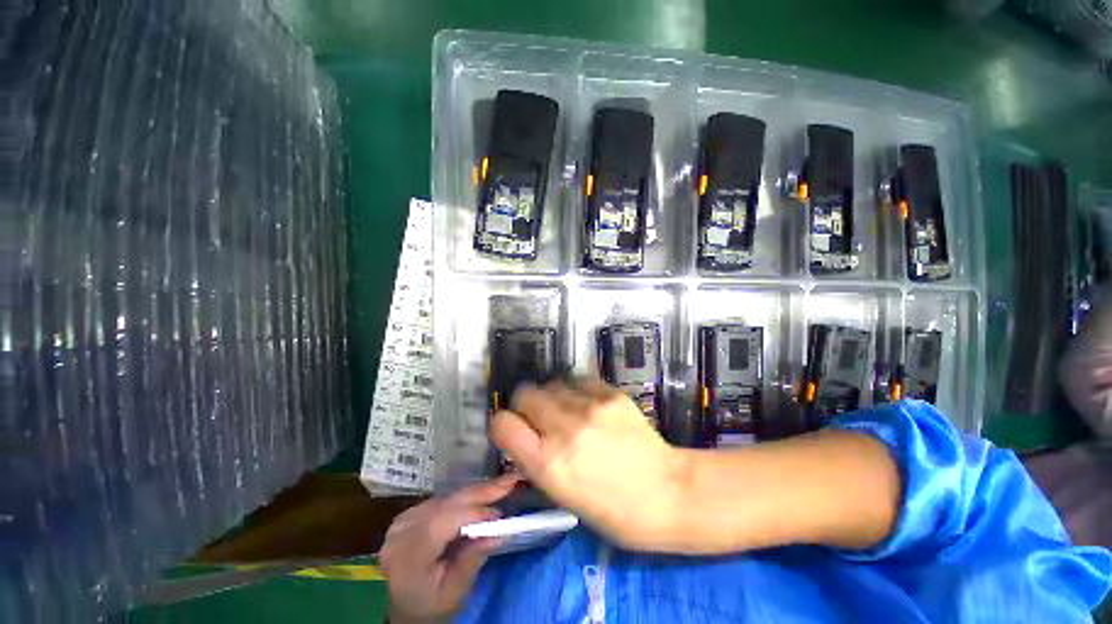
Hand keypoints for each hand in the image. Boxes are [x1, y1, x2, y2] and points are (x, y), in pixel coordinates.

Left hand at [380, 475, 518, 623]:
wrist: (402, 608)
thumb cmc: (430, 606)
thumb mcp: (454, 594)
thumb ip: (473, 560)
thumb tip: (499, 532)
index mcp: (409, 557)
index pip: (443, 523)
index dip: (473, 512)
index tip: (499, 513)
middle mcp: (402, 532)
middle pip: (446, 504)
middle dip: (481, 492)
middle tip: (509, 481)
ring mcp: (403, 521)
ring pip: (446, 498)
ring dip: (475, 492)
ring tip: (501, 486)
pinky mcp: (408, 514)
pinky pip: (441, 500)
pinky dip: (463, 497)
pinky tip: (481, 495)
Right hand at [490, 378, 687, 551]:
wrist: (667, 491)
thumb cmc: (613, 509)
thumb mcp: (563, 496)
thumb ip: (537, 460)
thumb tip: (524, 434)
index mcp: (547, 463)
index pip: (502, 424)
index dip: (504, 425)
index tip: (514, 430)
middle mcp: (563, 428)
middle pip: (524, 393)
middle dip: (526, 406)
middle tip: (541, 420)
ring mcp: (589, 406)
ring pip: (551, 383)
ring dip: (552, 397)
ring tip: (568, 412)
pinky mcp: (610, 393)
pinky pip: (579, 381)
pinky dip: (577, 391)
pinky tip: (590, 406)